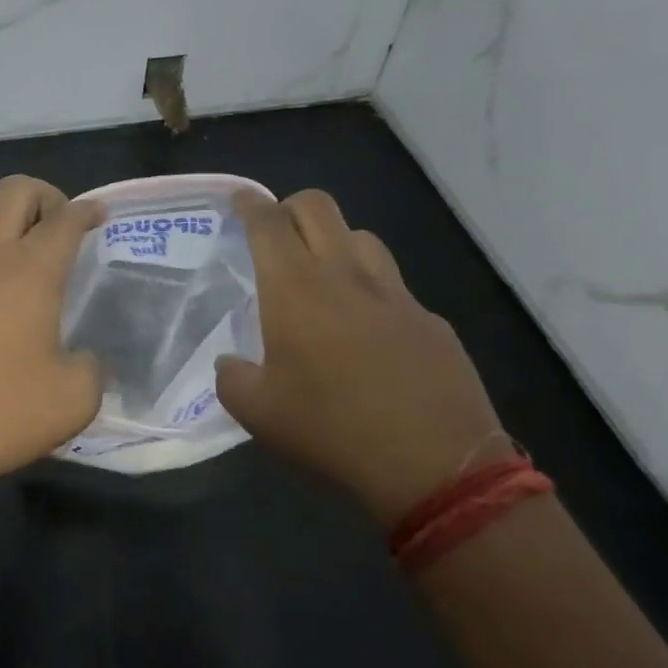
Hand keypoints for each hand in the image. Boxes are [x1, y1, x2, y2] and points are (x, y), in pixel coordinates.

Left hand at [0, 176, 103, 503]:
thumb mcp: (72, 400)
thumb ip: (92, 371)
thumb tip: (87, 361)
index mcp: (29, 271)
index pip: (63, 220)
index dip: (86, 210)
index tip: (100, 214)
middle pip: (11, 193)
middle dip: (43, 195)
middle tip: (61, 226)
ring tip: (20, 259)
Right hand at [215, 190, 508, 524]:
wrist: (436, 466)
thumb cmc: (332, 430)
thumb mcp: (258, 414)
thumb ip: (232, 378)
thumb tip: (231, 364)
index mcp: (295, 289)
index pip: (268, 222)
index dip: (249, 204)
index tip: (239, 200)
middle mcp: (345, 275)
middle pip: (318, 206)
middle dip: (290, 207)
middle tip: (276, 235)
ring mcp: (395, 294)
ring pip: (362, 237)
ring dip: (335, 242)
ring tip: (324, 276)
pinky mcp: (431, 320)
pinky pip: (394, 287)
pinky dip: (372, 291)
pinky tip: (370, 332)